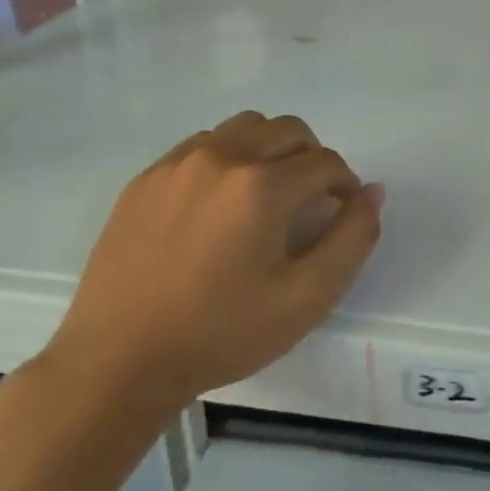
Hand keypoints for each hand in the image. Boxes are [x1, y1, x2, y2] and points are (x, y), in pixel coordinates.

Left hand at [44, 111, 383, 420]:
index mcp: (262, 185)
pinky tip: (218, 204)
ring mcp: (178, 163)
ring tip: (264, 196)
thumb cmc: (221, 333)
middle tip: (309, 201)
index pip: (326, 162)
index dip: (345, 185)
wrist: (117, 363)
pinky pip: (202, 144)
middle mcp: (222, 157)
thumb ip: (352, 238)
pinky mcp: (145, 178)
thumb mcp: (307, 298)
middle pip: (288, 129)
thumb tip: (372, 192)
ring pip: (244, 128)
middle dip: (312, 158)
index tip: (340, 213)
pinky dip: (226, 158)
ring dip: (269, 150)